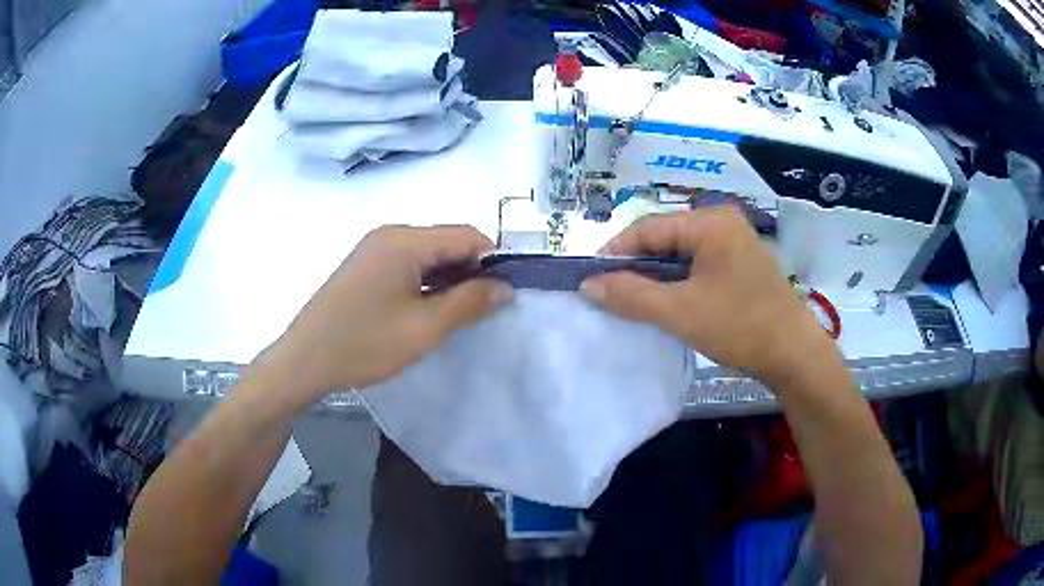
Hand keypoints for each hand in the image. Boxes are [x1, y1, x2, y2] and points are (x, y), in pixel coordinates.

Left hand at [260, 225, 512, 408]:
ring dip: (449, 280)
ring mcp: (374, 249)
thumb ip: (469, 303)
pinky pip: (408, 265)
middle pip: (447, 242)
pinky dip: (426, 283)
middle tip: (484, 311)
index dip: (493, 261)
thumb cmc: (364, 344)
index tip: (507, 294)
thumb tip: (506, 287)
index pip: (467, 236)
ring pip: (428, 256)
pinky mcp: (365, 267)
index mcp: (405, 240)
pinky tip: (429, 311)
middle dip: (471, 272)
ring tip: (459, 315)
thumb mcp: (424, 328)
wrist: (304, 361)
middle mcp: (390, 234)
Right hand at [580, 206, 836, 387]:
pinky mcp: (739, 265)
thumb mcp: (680, 312)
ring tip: (630, 300)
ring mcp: (734, 243)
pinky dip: (676, 283)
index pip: (649, 227)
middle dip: (635, 266)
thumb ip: (631, 295)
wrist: (793, 355)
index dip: (616, 251)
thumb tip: (588, 285)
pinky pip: (697, 266)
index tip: (590, 277)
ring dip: (655, 277)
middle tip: (608, 292)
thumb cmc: (740, 326)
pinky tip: (664, 303)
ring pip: (680, 254)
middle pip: (665, 238)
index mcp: (710, 222)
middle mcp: (722, 223)